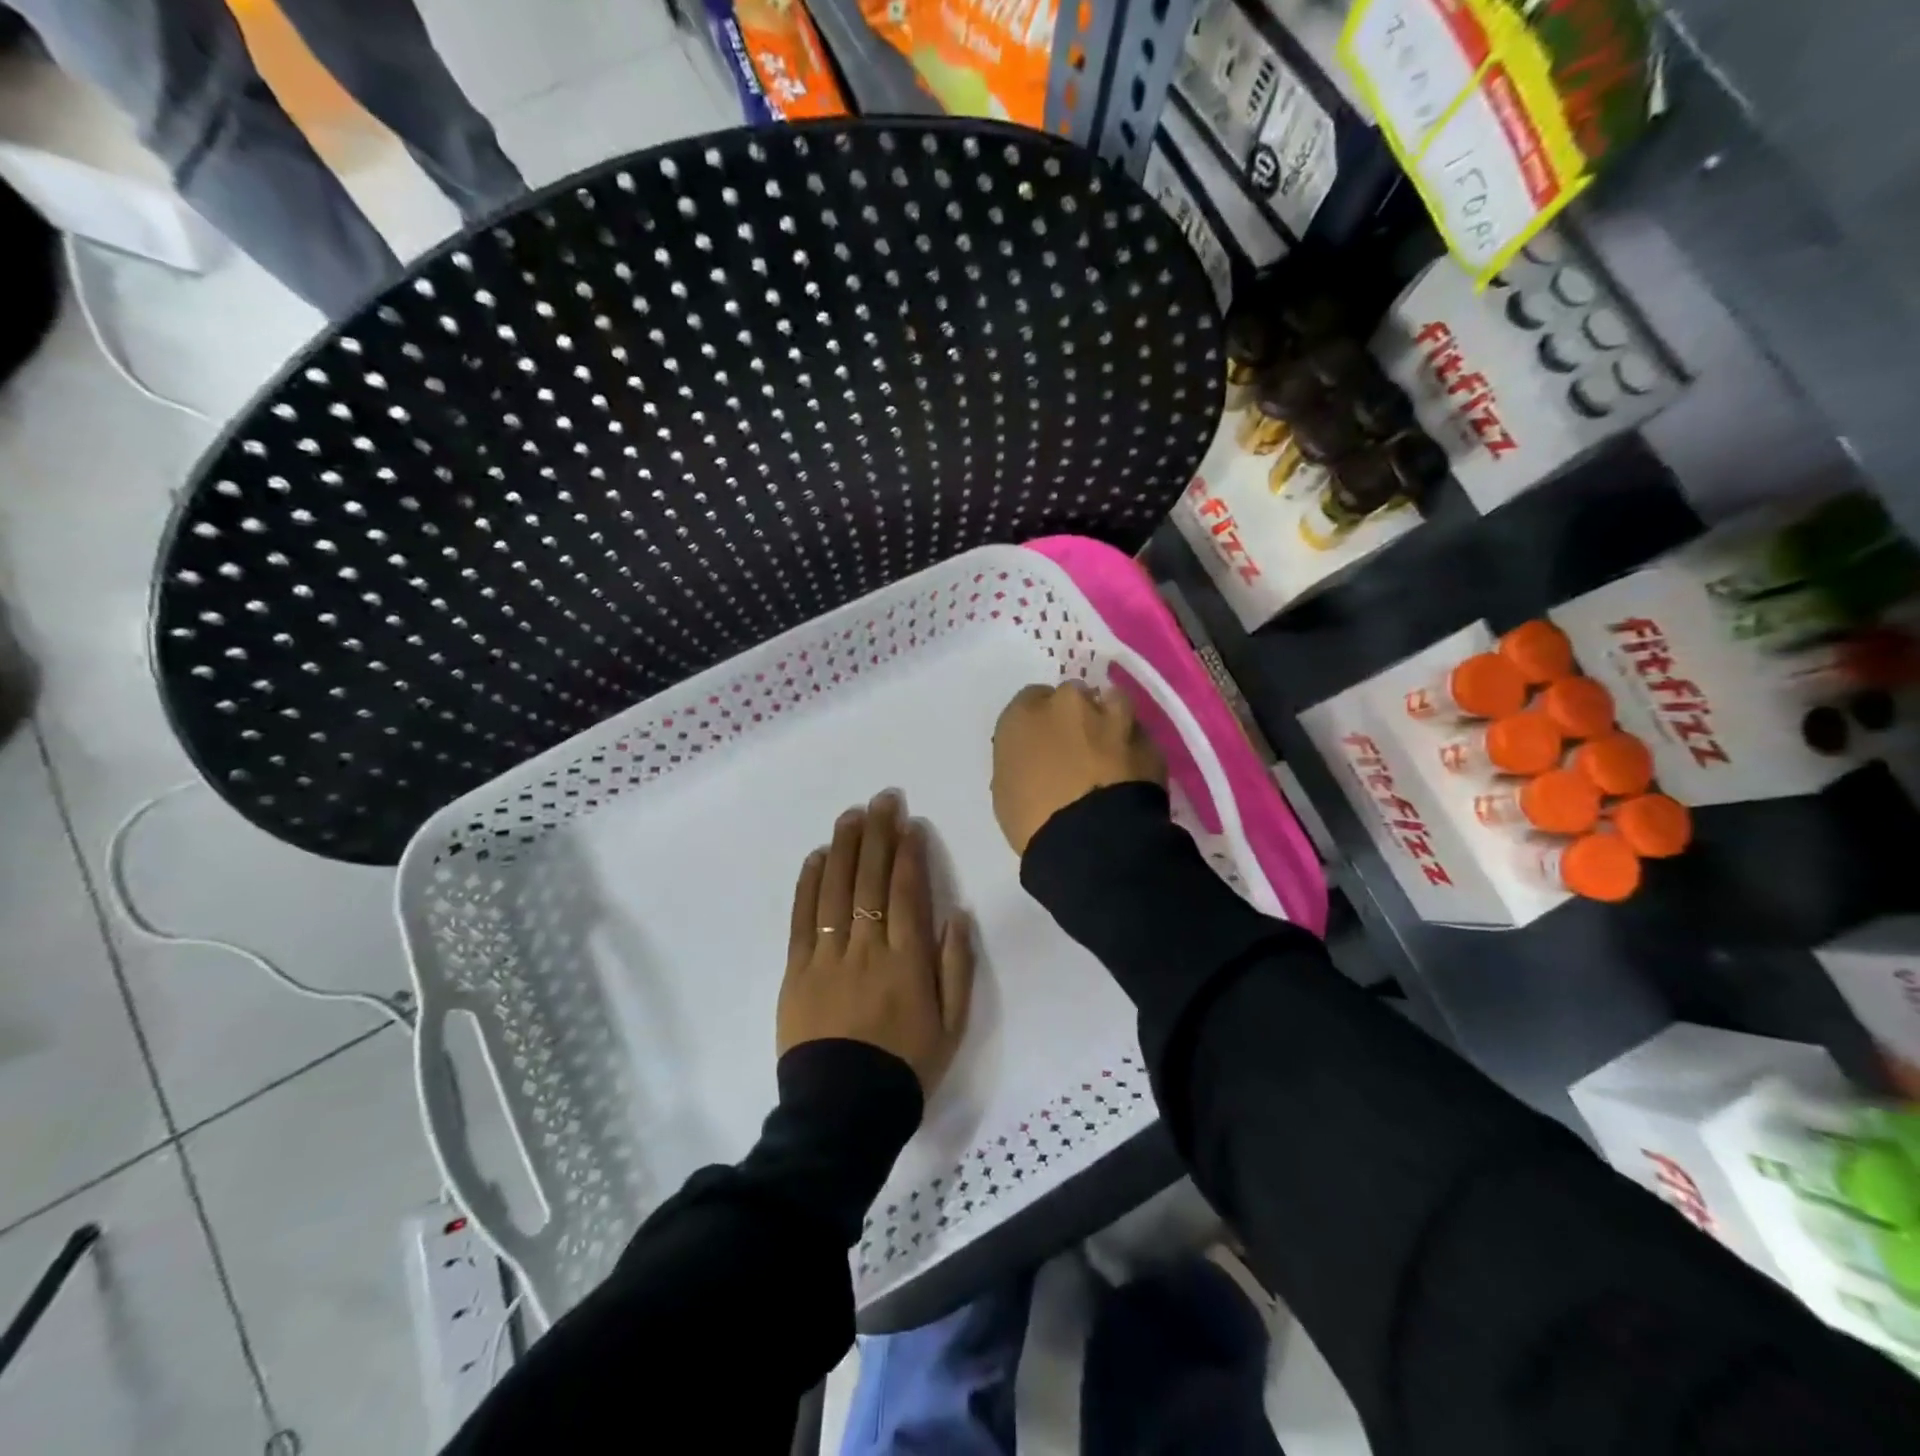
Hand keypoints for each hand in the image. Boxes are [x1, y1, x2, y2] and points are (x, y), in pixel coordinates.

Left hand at [779, 792, 975, 1096]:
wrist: (843, 1112)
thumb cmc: (905, 1067)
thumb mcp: (952, 1025)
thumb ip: (957, 966)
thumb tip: (956, 913)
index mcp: (908, 960)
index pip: (906, 892)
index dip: (908, 853)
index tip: (909, 822)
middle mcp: (867, 948)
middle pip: (870, 880)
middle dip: (877, 835)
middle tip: (881, 799)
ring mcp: (827, 957)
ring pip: (836, 890)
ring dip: (844, 848)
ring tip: (850, 815)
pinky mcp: (797, 971)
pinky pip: (803, 919)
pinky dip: (809, 885)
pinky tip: (816, 857)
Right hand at [991, 680, 1166, 856]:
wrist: (1091, 840)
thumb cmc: (1032, 820)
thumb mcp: (1006, 791)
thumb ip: (1021, 761)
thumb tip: (1037, 761)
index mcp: (1024, 714)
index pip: (1030, 701)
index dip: (1039, 723)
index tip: (1043, 745)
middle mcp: (1068, 703)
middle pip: (1072, 696)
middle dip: (1074, 718)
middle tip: (1075, 750)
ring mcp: (1112, 716)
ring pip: (1112, 703)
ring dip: (1109, 721)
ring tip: (1109, 754)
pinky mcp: (1148, 739)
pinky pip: (1138, 738)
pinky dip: (1134, 751)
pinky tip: (1132, 776)